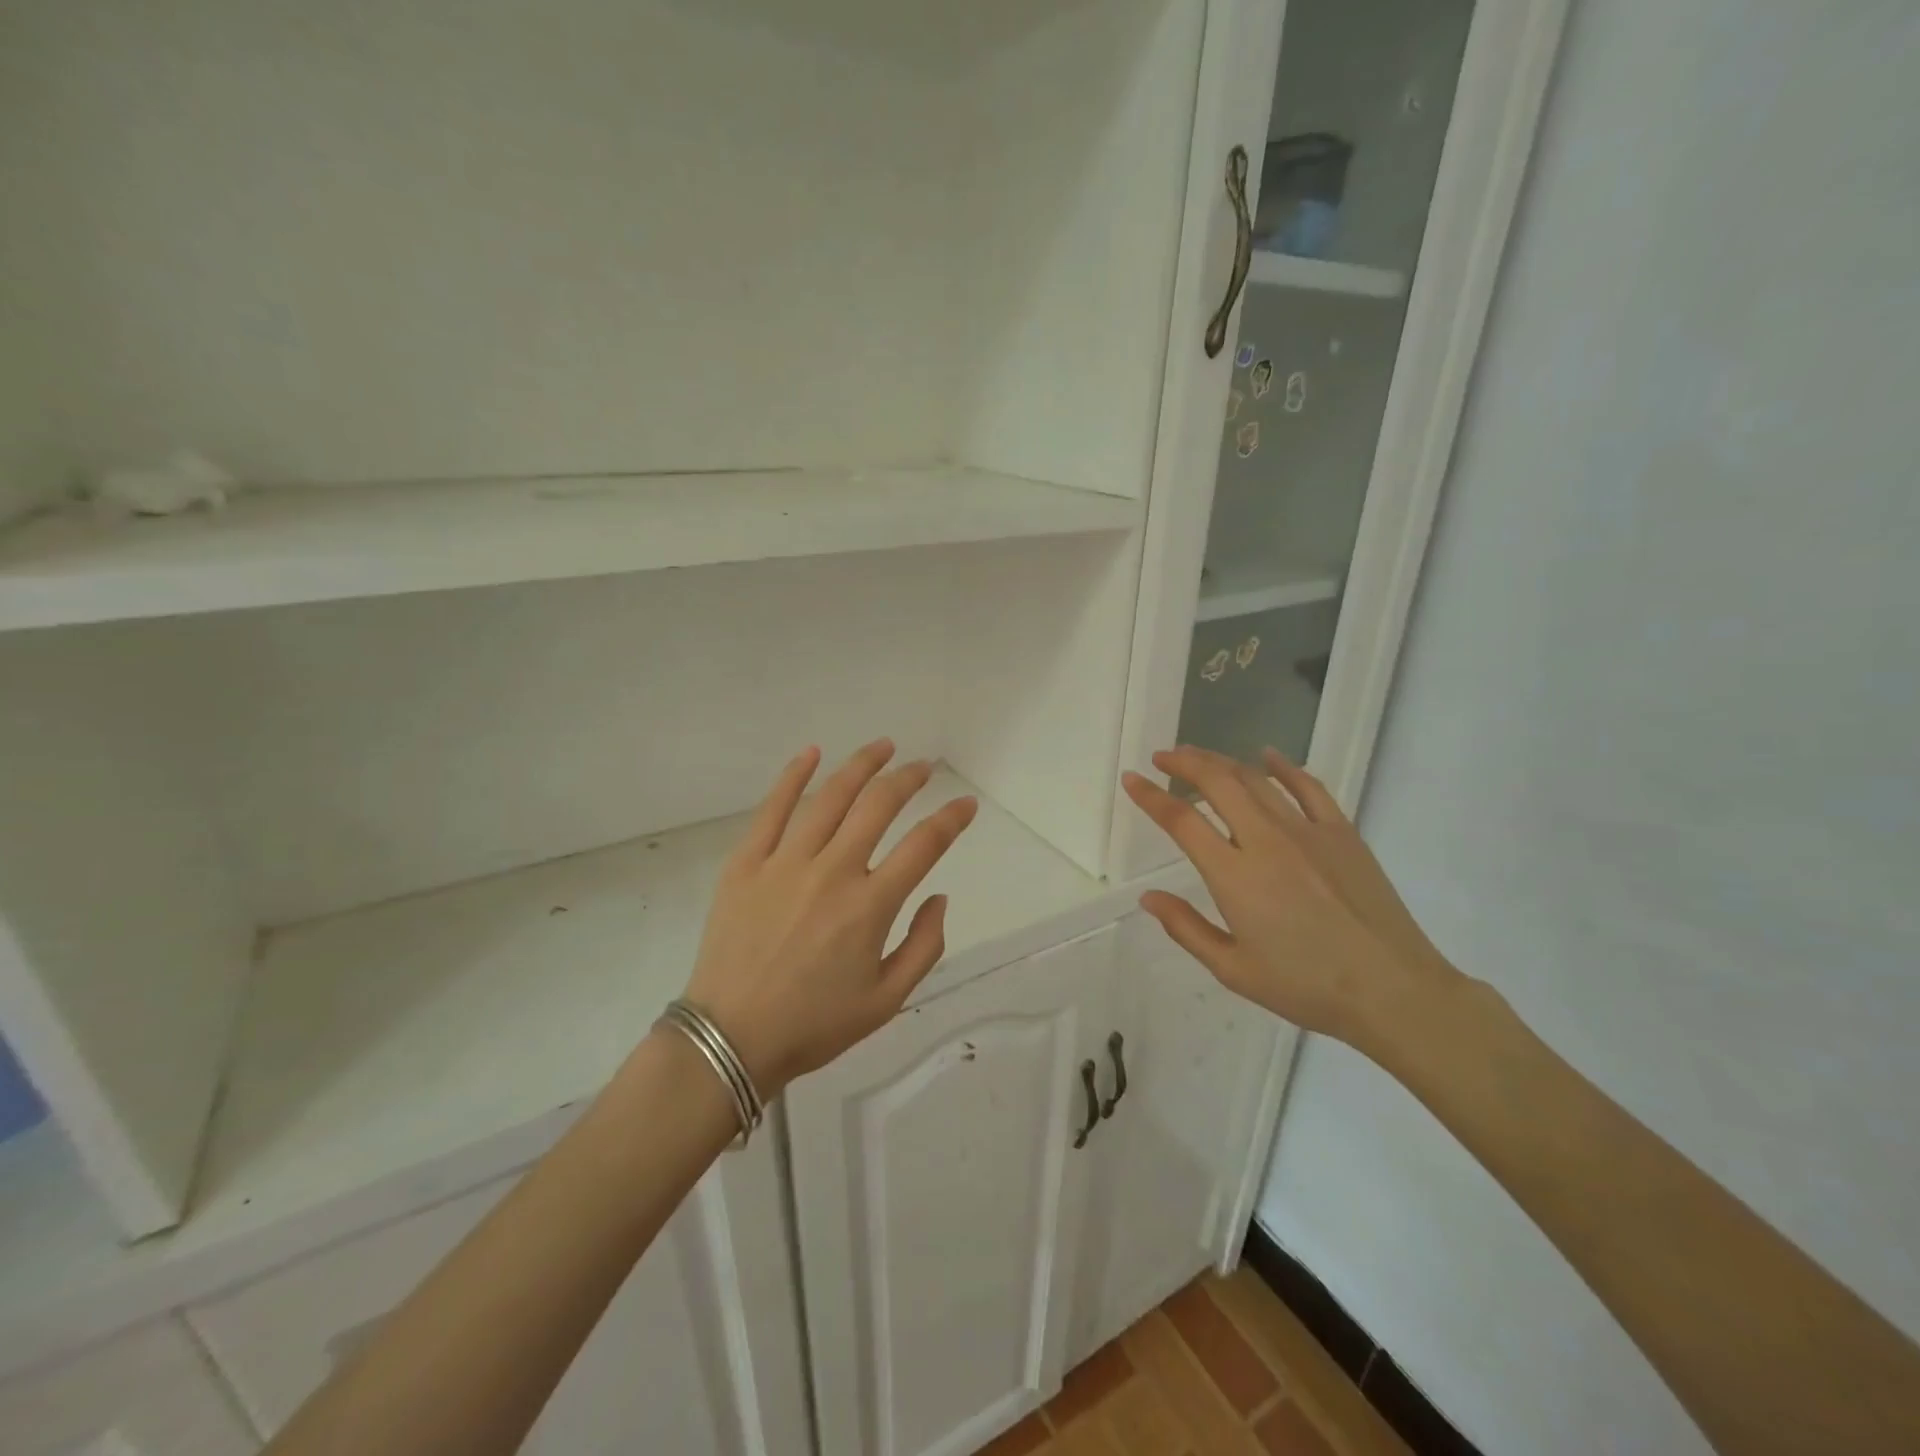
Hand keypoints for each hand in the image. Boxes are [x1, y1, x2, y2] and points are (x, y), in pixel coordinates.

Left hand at [680, 740, 977, 1095]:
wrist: (730, 1038)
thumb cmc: (814, 1025)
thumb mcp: (887, 1001)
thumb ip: (924, 946)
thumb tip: (939, 896)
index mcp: (870, 905)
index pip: (924, 845)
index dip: (951, 818)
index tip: (966, 805)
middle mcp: (833, 871)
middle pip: (879, 805)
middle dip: (909, 779)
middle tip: (923, 767)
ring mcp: (785, 862)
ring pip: (831, 797)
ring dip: (862, 765)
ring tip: (883, 747)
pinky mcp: (747, 863)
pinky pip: (772, 808)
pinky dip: (793, 776)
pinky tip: (812, 753)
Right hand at [1122, 745, 1461, 1049]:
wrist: (1394, 991)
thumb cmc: (1307, 986)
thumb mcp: (1234, 970)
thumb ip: (1186, 928)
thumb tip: (1148, 897)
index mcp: (1235, 876)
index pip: (1181, 821)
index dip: (1151, 796)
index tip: (1131, 779)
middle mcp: (1266, 841)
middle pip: (1218, 783)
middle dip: (1184, 762)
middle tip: (1163, 757)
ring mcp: (1308, 831)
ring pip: (1256, 779)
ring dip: (1221, 761)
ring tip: (1199, 756)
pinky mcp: (1341, 833)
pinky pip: (1307, 787)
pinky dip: (1282, 766)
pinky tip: (1267, 756)